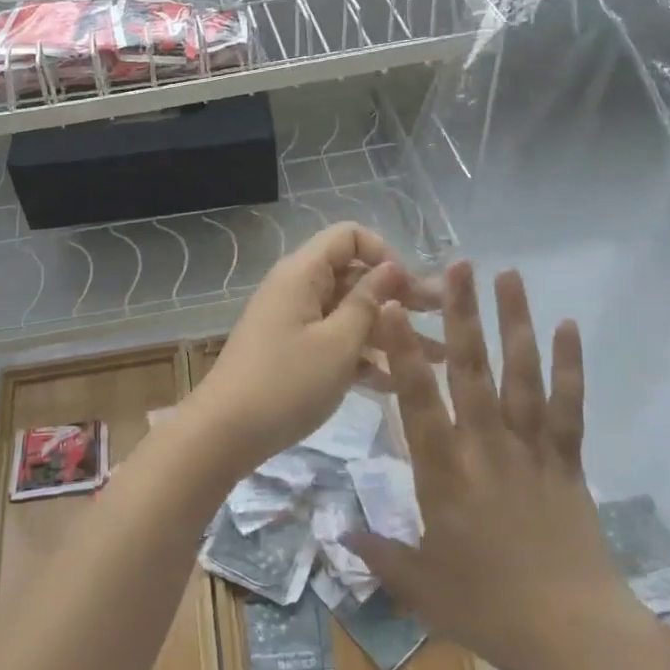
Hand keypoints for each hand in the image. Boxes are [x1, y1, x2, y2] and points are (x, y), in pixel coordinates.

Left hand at [189, 224, 434, 476]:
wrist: (223, 433)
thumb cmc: (287, 383)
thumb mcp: (339, 343)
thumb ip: (369, 302)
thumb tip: (392, 267)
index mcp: (304, 272)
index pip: (350, 236)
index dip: (384, 255)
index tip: (410, 289)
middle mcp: (298, 288)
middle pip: (355, 276)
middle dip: (400, 297)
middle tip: (445, 320)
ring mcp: (294, 321)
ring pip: (349, 313)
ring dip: (390, 331)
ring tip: (438, 358)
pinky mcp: (292, 351)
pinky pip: (334, 340)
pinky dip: (364, 355)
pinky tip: (399, 382)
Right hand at [346, 262, 649, 669]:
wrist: (576, 637)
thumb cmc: (491, 609)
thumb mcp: (422, 589)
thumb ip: (379, 555)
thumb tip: (337, 533)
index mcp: (445, 471)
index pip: (418, 400)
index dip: (402, 351)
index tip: (391, 306)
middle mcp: (486, 445)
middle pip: (472, 369)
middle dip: (461, 313)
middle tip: (457, 265)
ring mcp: (531, 447)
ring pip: (521, 374)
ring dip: (514, 321)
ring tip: (508, 274)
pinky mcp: (567, 459)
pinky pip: (568, 405)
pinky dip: (570, 365)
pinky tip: (568, 326)